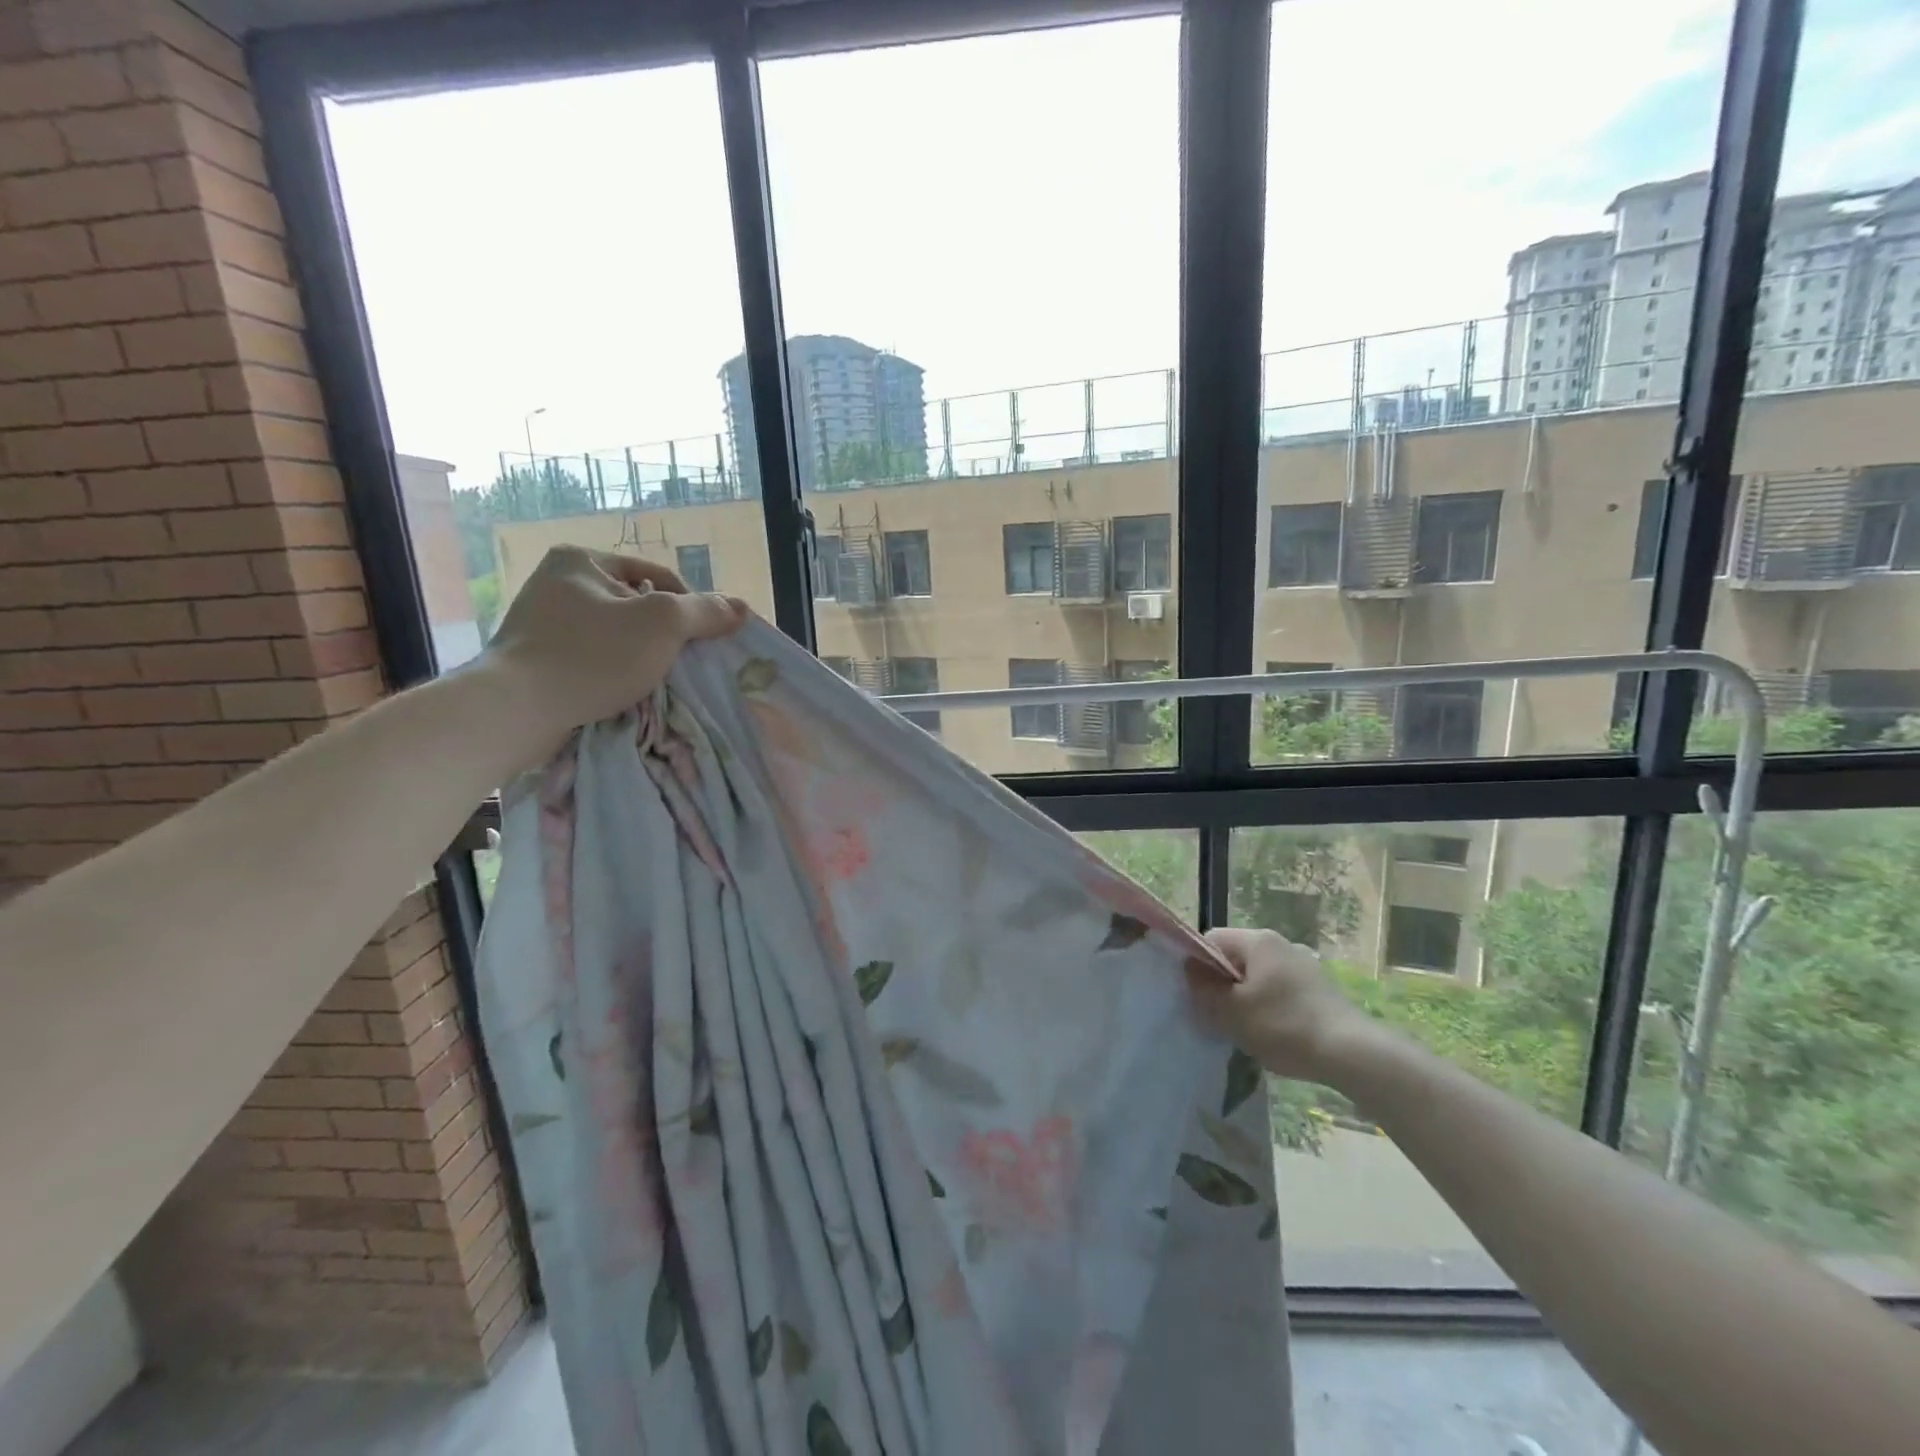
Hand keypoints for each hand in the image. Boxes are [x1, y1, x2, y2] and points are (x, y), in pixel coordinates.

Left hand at [484, 546, 745, 756]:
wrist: (517, 710)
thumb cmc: (592, 655)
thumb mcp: (662, 624)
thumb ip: (704, 612)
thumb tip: (740, 607)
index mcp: (581, 560)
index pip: (658, 576)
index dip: (691, 607)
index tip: (706, 641)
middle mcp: (557, 582)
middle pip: (637, 605)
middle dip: (665, 634)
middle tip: (684, 662)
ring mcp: (542, 621)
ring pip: (617, 634)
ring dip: (642, 655)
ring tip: (658, 680)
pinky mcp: (536, 658)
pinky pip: (593, 657)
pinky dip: (615, 671)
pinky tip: (626, 691)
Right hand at [1185, 927, 1376, 1086]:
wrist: (1352, 1054)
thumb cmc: (1284, 1026)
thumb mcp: (1231, 1011)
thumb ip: (1203, 988)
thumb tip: (1190, 969)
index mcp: (1258, 941)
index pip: (1212, 940)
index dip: (1198, 966)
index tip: (1198, 996)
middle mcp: (1282, 944)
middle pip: (1236, 959)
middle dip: (1223, 986)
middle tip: (1219, 1016)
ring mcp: (1304, 966)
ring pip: (1258, 978)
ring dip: (1246, 1000)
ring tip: (1246, 1030)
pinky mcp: (1320, 989)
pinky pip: (1280, 992)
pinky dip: (1270, 1009)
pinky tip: (1274, 1035)